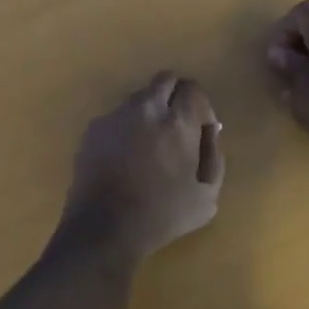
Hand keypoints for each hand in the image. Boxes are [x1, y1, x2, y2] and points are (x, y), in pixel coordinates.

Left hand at [54, 72, 225, 263]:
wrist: (103, 228)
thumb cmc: (161, 216)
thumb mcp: (206, 197)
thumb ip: (214, 158)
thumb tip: (210, 132)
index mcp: (177, 122)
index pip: (193, 89)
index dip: (201, 107)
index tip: (200, 129)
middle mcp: (146, 108)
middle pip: (166, 79)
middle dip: (176, 96)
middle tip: (177, 125)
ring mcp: (116, 115)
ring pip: (140, 97)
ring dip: (150, 110)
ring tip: (148, 144)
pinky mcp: (94, 127)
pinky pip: (117, 116)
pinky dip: (126, 127)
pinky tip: (124, 156)